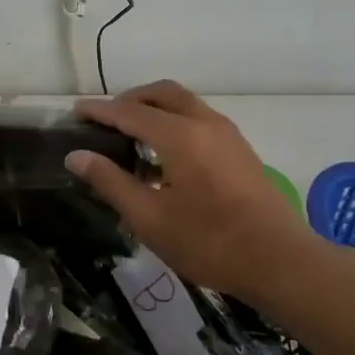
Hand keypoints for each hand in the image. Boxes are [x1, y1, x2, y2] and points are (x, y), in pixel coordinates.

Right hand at [65, 81, 316, 301]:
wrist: (279, 261)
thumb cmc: (208, 241)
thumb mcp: (149, 217)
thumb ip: (110, 181)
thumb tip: (77, 155)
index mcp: (179, 134)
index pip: (129, 112)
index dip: (99, 111)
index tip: (75, 111)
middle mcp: (204, 123)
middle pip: (162, 94)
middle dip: (131, 100)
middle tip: (106, 119)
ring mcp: (227, 135)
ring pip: (185, 104)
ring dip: (155, 110)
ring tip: (132, 137)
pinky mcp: (240, 151)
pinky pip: (200, 120)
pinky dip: (175, 122)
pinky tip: (165, 157)